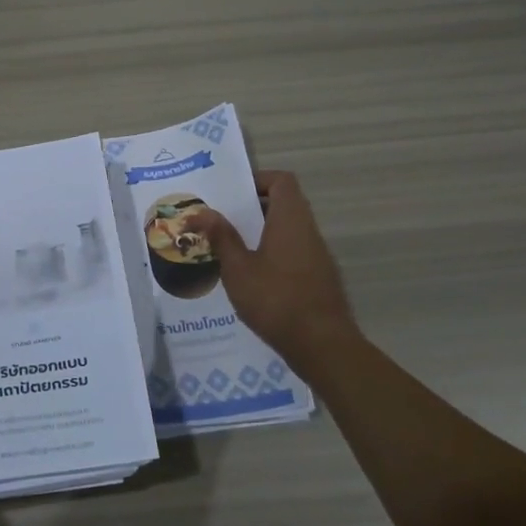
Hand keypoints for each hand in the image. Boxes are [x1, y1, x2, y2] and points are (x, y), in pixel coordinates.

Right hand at [184, 171, 358, 372]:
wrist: (322, 346)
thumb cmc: (276, 300)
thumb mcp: (238, 268)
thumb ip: (221, 237)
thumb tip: (202, 211)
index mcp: (291, 220)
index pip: (282, 181)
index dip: (258, 180)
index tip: (231, 194)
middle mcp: (308, 231)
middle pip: (283, 204)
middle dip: (251, 208)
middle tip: (220, 220)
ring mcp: (317, 256)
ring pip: (287, 230)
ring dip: (260, 233)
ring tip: (228, 247)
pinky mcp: (317, 278)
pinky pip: (292, 252)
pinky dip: (271, 253)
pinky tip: (249, 276)